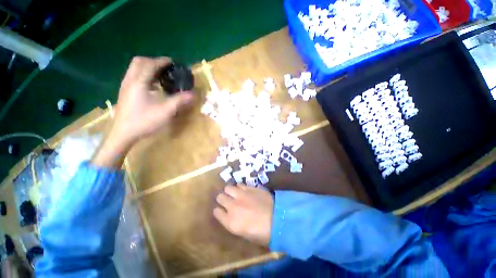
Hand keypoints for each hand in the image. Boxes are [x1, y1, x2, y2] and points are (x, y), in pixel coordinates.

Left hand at [112, 56, 192, 144]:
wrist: (123, 133)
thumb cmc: (144, 121)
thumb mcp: (165, 111)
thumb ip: (179, 100)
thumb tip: (193, 94)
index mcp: (139, 82)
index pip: (150, 64)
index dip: (162, 61)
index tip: (173, 62)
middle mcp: (130, 80)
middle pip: (139, 62)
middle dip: (153, 61)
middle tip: (166, 68)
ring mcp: (125, 86)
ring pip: (135, 69)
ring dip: (148, 67)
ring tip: (161, 75)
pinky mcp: (125, 92)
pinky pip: (134, 76)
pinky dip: (144, 75)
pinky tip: (152, 86)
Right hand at [214, 184, 273, 245]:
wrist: (278, 218)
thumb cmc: (262, 233)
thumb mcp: (244, 233)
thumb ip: (234, 223)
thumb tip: (231, 216)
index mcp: (230, 222)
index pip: (217, 212)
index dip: (218, 211)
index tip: (221, 211)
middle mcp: (233, 206)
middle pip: (220, 197)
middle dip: (222, 199)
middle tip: (227, 200)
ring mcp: (241, 195)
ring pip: (228, 188)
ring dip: (230, 191)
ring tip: (234, 194)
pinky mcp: (249, 188)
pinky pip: (239, 184)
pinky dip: (239, 187)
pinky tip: (243, 190)